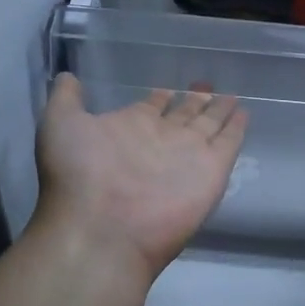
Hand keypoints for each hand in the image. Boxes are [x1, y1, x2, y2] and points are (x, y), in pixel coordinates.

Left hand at [33, 74, 247, 286]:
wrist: (101, 229)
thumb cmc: (78, 174)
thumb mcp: (60, 123)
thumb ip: (66, 98)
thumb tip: (69, 76)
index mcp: (129, 128)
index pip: (151, 108)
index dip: (160, 97)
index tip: (168, 88)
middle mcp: (160, 140)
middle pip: (183, 115)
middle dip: (194, 101)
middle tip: (207, 86)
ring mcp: (187, 156)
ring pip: (208, 126)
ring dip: (218, 111)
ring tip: (231, 96)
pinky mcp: (212, 172)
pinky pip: (229, 143)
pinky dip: (237, 129)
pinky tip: (245, 113)